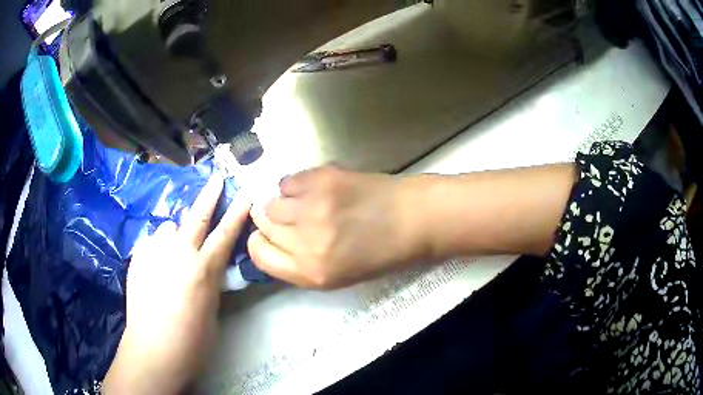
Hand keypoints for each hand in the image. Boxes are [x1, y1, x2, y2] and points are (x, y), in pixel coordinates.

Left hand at [103, 175, 250, 394]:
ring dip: (175, 234)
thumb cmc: (192, 340)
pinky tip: (155, 269)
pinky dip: (157, 250)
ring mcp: (155, 252)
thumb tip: (204, 265)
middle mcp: (179, 252)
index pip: (225, 233)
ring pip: (169, 229)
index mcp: (203, 269)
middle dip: (209, 195)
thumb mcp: (212, 309)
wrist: (153, 348)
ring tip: (171, 253)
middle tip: (216, 178)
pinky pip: (152, 244)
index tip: (245, 193)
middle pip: (197, 216)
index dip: (238, 212)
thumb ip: (209, 280)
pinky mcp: (138, 257)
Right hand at [248, 166, 425, 288]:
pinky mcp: (322, 179)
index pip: (260, 255)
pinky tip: (313, 189)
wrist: (413, 219)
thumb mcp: (338, 276)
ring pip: (271, 201)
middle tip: (289, 218)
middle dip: (270, 222)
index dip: (258, 244)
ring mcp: (312, 207)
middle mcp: (306, 242)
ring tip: (303, 203)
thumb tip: (273, 239)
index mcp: (311, 272)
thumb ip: (301, 263)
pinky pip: (288, 181)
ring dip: (281, 203)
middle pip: (263, 225)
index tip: (265, 237)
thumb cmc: (381, 254)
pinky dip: (294, 186)